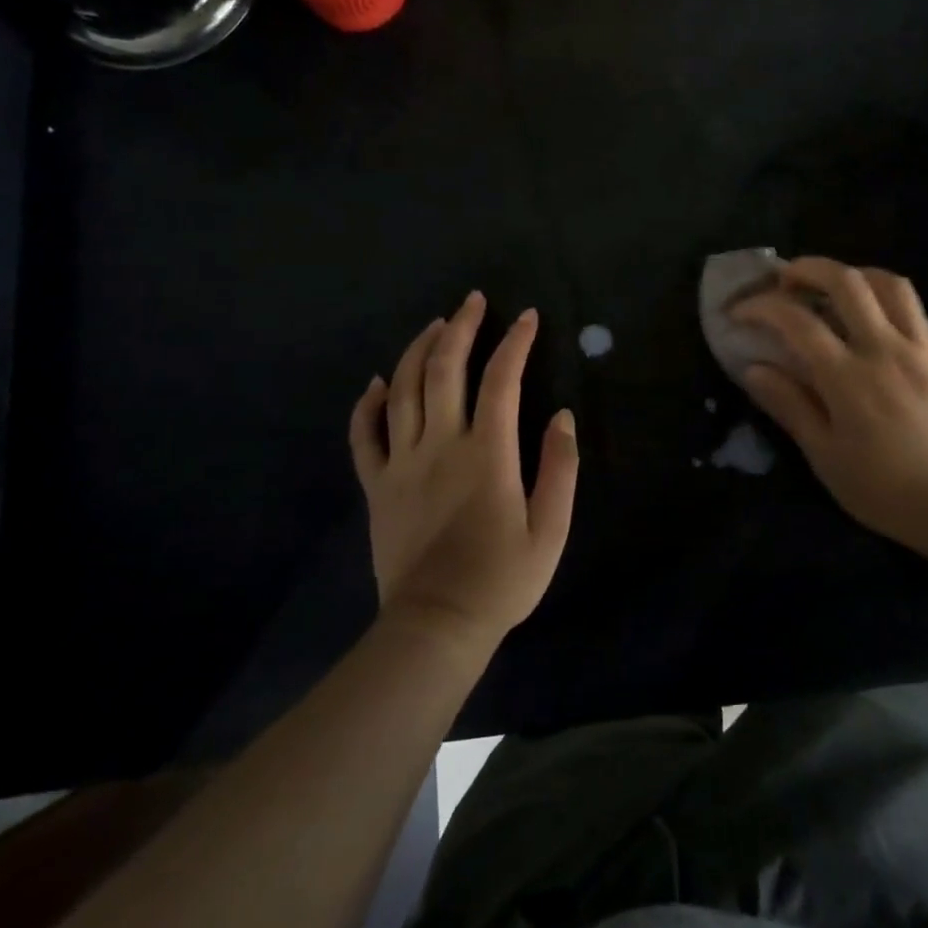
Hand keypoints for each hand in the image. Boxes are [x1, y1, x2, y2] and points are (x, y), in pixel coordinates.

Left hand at [351, 293, 577, 647]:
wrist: (436, 627)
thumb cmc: (501, 579)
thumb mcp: (551, 529)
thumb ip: (561, 468)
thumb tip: (563, 416)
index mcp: (487, 453)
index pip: (501, 380)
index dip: (515, 343)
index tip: (528, 317)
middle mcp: (440, 445)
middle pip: (445, 369)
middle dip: (461, 327)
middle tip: (473, 301)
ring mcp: (401, 463)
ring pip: (403, 389)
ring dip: (419, 350)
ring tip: (436, 325)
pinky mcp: (376, 485)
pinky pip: (364, 435)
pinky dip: (368, 404)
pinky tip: (378, 382)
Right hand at [733, 258, 927, 564]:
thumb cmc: (887, 490)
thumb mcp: (826, 458)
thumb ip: (790, 406)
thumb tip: (753, 368)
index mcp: (848, 378)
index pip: (796, 321)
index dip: (761, 307)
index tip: (739, 312)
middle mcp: (884, 349)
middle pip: (845, 281)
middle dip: (807, 269)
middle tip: (786, 280)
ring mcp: (921, 347)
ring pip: (888, 283)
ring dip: (853, 275)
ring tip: (833, 288)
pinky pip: (914, 308)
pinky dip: (886, 299)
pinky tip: (875, 319)